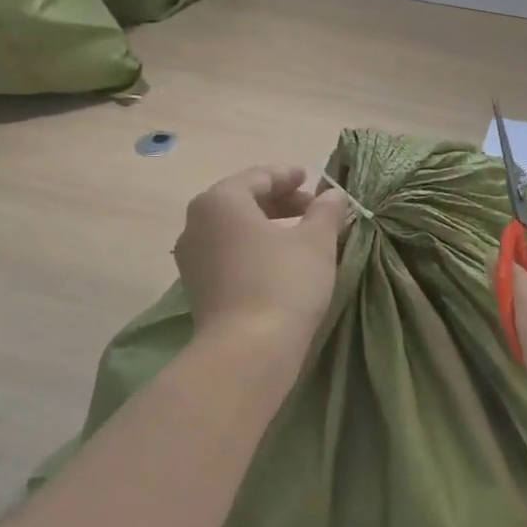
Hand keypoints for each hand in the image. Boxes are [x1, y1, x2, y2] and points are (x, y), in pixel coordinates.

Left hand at [175, 166, 348, 346]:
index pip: (258, 177)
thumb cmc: (284, 281)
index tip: (311, 178)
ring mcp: (193, 258)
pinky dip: (254, 249)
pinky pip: (228, 254)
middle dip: (280, 201)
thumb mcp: (316, 241)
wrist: (248, 350)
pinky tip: (280, 261)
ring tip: (301, 235)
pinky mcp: (198, 288)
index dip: (288, 176)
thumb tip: (334, 194)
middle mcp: (197, 224)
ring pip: (234, 230)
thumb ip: (326, 211)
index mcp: (221, 201)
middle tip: (313, 208)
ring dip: (267, 226)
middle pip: (242, 201)